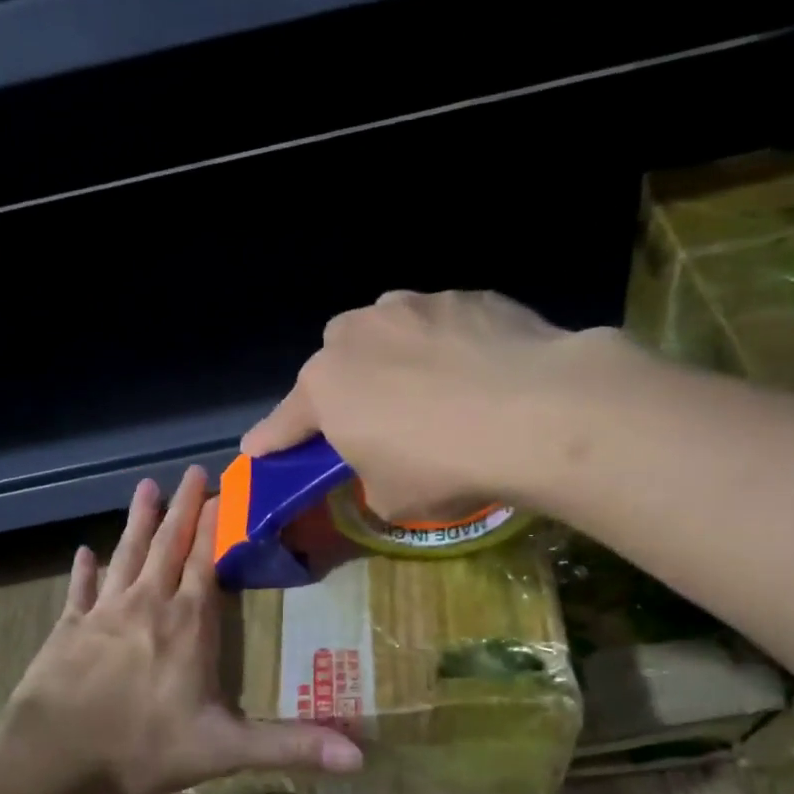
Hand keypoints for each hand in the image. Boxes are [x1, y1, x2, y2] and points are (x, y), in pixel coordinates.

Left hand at [4, 466, 363, 793]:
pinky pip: (79, 590)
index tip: (224, 490)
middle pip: (168, 546)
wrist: (50, 753)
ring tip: (146, 488)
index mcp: (187, 624)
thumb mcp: (224, 749)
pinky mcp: (68, 628)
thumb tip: (360, 757)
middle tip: (192, 472)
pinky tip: (83, 553)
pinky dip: (83, 571)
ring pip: (126, 555)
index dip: (217, 525)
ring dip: (138, 522)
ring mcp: (102, 612)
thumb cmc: (140, 746)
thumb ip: (289, 746)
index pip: (207, 561)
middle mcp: (147, 605)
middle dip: (184, 509)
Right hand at [242, 289, 625, 520]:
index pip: (285, 421)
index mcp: (326, 387)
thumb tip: (383, 464)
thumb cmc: (443, 466)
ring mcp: (414, 306)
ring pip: (387, 332)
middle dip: (345, 388)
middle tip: (373, 421)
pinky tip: (477, 375)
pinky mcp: (468, 295)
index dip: (271, 440)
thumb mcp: (391, 498)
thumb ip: (370, 476)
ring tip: (433, 393)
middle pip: (336, 361)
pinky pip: (441, 325)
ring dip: (394, 359)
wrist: (536, 413)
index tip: (256, 450)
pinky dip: (448, 348)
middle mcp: (358, 334)